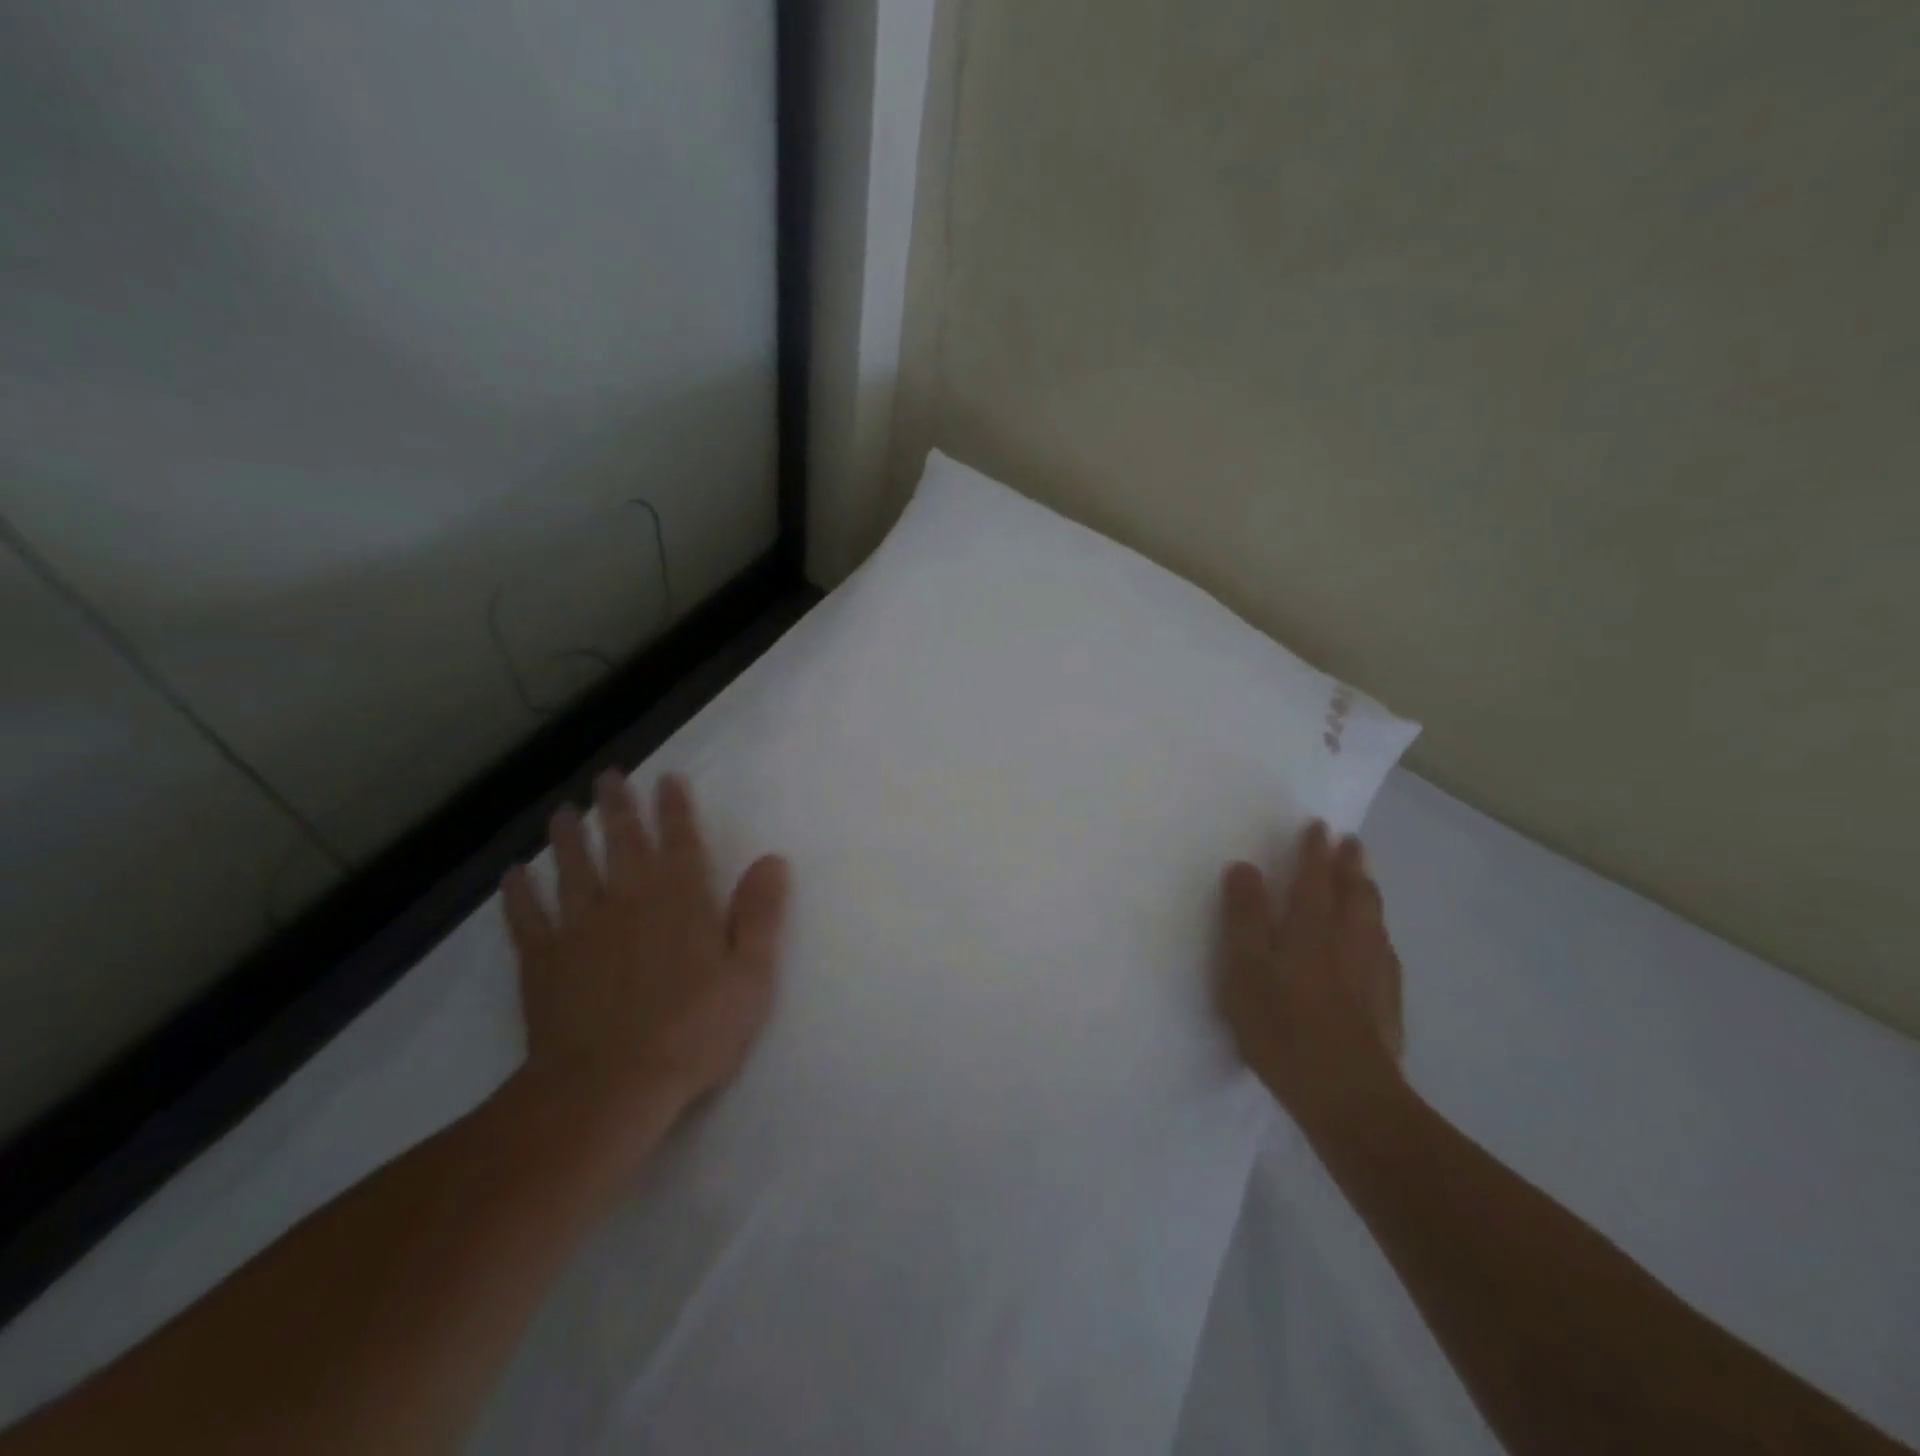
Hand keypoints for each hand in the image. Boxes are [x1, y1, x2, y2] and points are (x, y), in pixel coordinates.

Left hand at [500, 771, 790, 1159]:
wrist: (609, 1088)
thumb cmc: (693, 1032)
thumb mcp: (749, 976)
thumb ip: (760, 914)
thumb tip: (772, 860)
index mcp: (681, 900)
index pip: (680, 841)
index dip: (675, 807)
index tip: (667, 778)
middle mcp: (629, 899)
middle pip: (623, 841)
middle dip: (618, 805)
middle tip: (608, 776)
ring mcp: (580, 927)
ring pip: (573, 867)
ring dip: (569, 836)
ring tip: (563, 811)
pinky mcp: (543, 960)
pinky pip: (526, 916)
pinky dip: (518, 892)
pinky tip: (514, 874)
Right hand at [1219, 821, 1404, 1135]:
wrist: (1347, 1095)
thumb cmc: (1283, 1026)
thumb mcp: (1245, 969)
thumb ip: (1244, 917)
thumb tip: (1245, 866)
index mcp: (1310, 929)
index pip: (1314, 879)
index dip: (1314, 851)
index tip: (1318, 826)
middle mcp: (1348, 941)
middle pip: (1354, 893)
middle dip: (1350, 865)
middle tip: (1351, 843)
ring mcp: (1373, 973)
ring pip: (1374, 920)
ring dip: (1368, 892)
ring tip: (1365, 880)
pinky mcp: (1387, 1004)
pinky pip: (1386, 953)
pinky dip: (1379, 934)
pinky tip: (1379, 942)